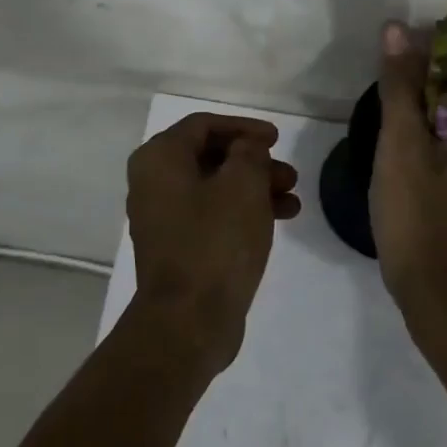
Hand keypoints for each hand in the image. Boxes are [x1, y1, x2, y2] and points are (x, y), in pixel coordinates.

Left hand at [126, 112, 300, 368]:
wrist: (188, 320)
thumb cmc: (215, 241)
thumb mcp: (243, 184)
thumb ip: (249, 153)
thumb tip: (246, 148)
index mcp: (159, 159)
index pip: (203, 125)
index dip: (243, 127)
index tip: (277, 139)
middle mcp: (153, 183)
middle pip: (210, 157)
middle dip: (254, 162)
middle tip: (289, 174)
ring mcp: (163, 218)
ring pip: (215, 189)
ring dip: (255, 188)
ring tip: (293, 200)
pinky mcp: (178, 248)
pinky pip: (212, 216)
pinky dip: (243, 212)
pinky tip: (278, 221)